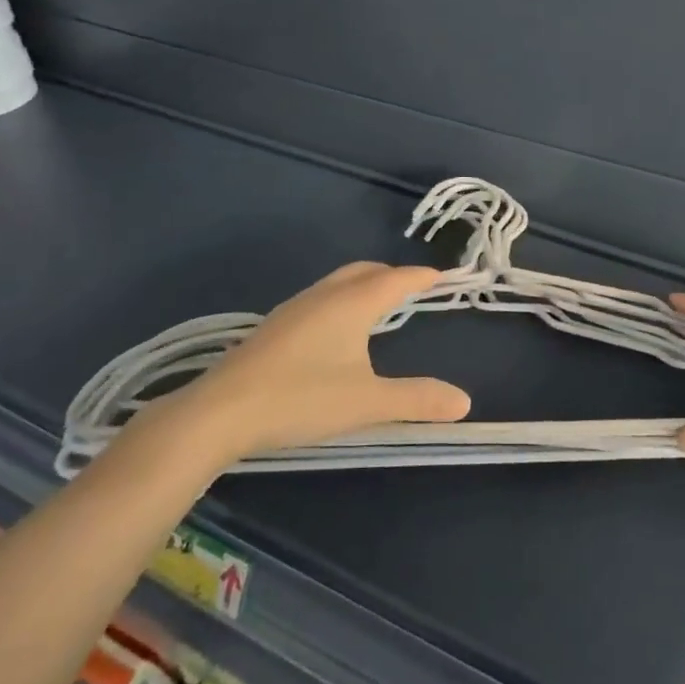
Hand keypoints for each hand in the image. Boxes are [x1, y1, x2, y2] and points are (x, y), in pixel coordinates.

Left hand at [160, 262, 470, 464]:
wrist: (220, 412)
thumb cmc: (301, 399)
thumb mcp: (367, 403)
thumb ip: (416, 400)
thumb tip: (464, 400)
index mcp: (351, 303)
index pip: (397, 279)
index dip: (423, 276)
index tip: (444, 275)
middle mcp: (324, 296)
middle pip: (365, 272)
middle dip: (393, 275)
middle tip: (414, 288)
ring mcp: (294, 309)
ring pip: (338, 283)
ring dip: (364, 285)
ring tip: (380, 305)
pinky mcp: (275, 327)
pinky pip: (320, 299)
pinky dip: (342, 300)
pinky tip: (337, 331)